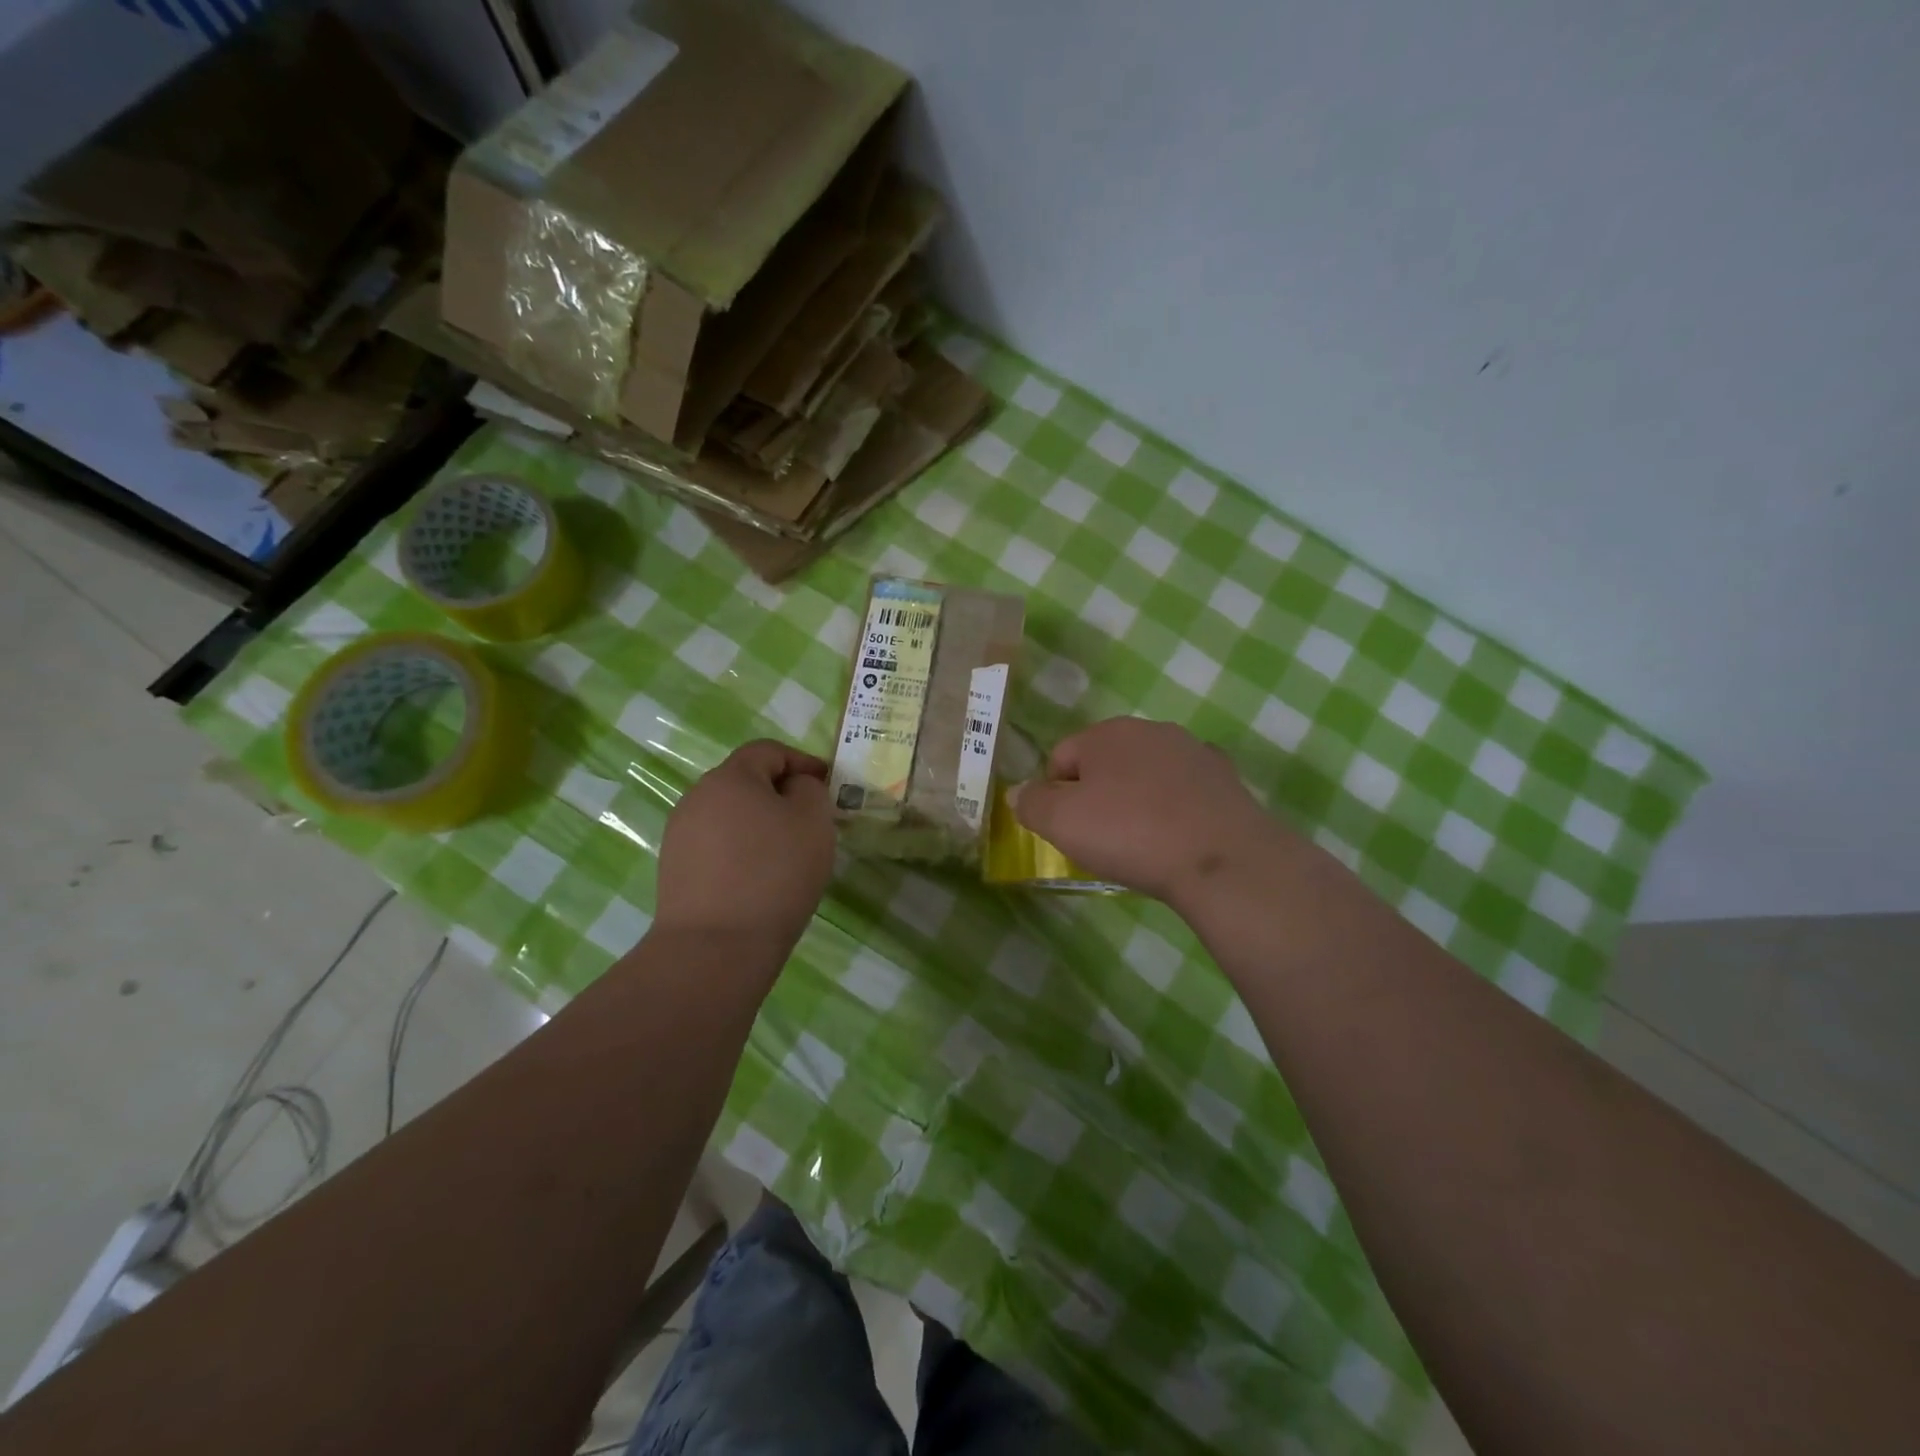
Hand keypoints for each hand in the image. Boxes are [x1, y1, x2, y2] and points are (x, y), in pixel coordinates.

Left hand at [655, 740, 834, 945]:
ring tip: (786, 854)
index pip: (768, 751)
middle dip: (780, 794)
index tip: (827, 783)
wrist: (716, 947)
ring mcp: (680, 835)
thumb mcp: (813, 820)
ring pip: (730, 816)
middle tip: (810, 820)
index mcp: (730, 777)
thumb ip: (809, 790)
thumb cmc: (774, 873)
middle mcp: (697, 797)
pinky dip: (741, 851)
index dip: (802, 761)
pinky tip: (759, 879)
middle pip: (745, 782)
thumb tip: (793, 788)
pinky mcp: (674, 869)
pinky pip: (717, 846)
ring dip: (759, 824)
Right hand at [1009, 717, 1291, 905]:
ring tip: (1141, 841)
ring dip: (1136, 798)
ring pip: (1146, 773)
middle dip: (1096, 793)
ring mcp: (1192, 750)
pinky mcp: (1225, 777)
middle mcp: (1149, 729)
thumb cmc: (1130, 834)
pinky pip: (1184, 789)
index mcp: (1106, 733)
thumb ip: (1031, 803)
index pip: (1061, 757)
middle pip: (1105, 762)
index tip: (1066, 830)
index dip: (1054, 794)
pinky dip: (1175, 806)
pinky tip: (1178, 835)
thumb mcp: (1061, 823)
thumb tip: (1018, 793)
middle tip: (1100, 837)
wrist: (1221, 858)